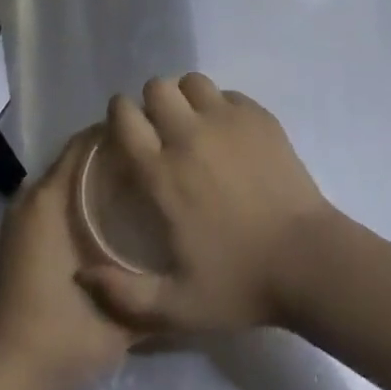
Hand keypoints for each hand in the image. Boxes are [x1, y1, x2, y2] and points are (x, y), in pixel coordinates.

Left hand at [0, 130, 136, 389]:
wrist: (7, 374)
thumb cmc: (61, 334)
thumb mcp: (119, 310)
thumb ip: (154, 283)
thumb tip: (190, 257)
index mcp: (50, 199)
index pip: (86, 143)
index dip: (121, 133)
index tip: (156, 137)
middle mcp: (33, 196)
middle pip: (78, 156)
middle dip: (114, 152)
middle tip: (156, 158)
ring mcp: (24, 215)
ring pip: (67, 176)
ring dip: (98, 173)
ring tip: (142, 179)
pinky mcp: (22, 234)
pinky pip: (57, 195)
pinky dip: (82, 192)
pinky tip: (114, 211)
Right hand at [78, 74, 333, 334]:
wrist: (308, 261)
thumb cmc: (240, 282)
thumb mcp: (176, 307)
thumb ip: (123, 296)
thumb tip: (82, 276)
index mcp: (163, 173)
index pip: (125, 118)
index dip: (120, 116)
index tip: (125, 129)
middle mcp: (189, 136)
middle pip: (157, 87)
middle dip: (152, 102)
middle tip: (161, 129)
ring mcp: (227, 121)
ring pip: (192, 81)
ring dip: (186, 97)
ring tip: (194, 123)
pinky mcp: (259, 117)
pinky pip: (228, 94)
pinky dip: (221, 106)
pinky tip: (229, 133)